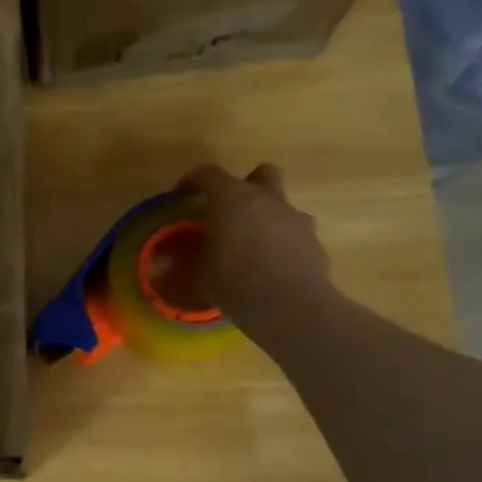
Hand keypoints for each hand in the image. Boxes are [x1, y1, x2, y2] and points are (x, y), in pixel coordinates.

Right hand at [179, 162, 332, 323]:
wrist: (290, 307)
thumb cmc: (234, 282)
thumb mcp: (197, 274)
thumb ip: (185, 261)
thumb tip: (167, 260)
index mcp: (232, 198)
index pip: (207, 173)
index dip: (191, 181)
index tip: (182, 196)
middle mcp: (267, 199)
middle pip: (261, 174)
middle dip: (247, 185)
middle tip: (231, 210)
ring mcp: (296, 218)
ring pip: (280, 205)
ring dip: (266, 218)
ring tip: (251, 246)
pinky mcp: (314, 241)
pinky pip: (294, 233)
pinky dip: (282, 243)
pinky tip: (271, 267)